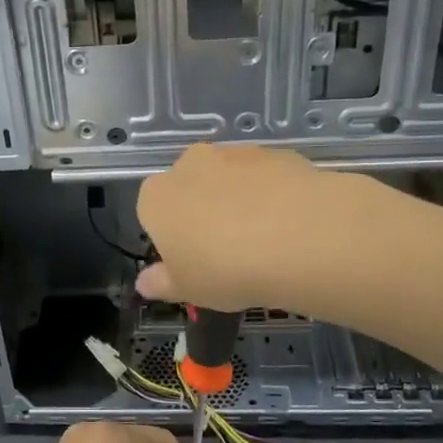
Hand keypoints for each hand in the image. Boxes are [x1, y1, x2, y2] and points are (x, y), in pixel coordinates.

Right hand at [134, 142, 351, 313]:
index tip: (192, 261)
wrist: (298, 237)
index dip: (172, 237)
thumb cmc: (226, 269)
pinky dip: (273, 195)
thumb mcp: (188, 289)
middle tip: (227, 251)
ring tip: (265, 241)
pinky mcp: (275, 153)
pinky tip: (289, 225)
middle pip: (190, 188)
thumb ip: (162, 283)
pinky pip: (266, 177)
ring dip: (239, 201)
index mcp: (157, 197)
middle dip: (203, 211)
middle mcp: (190, 165)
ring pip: (229, 179)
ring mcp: (235, 154)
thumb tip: (144, 283)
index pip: (153, 212)